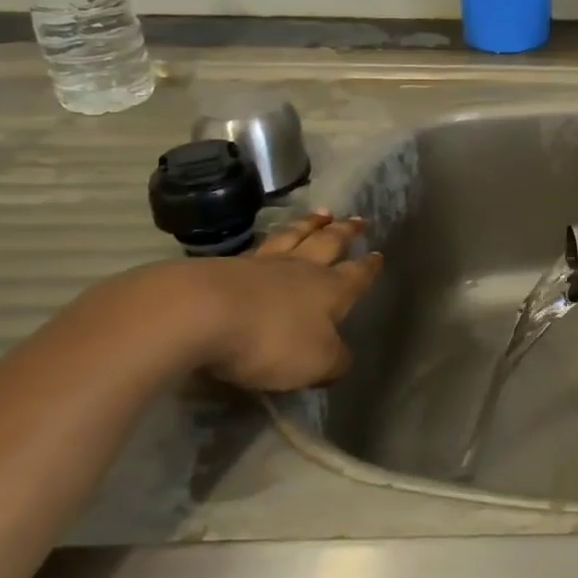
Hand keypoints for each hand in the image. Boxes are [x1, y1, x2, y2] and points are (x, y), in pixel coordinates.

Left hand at [181, 210, 383, 391]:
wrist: (199, 313)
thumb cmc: (270, 339)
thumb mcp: (315, 362)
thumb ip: (334, 362)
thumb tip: (342, 361)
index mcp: (330, 290)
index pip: (356, 275)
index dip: (368, 267)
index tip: (378, 255)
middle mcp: (301, 269)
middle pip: (328, 244)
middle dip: (345, 233)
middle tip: (357, 220)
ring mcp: (262, 264)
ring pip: (293, 236)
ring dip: (310, 224)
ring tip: (321, 214)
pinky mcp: (224, 266)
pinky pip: (258, 246)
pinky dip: (270, 237)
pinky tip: (269, 237)